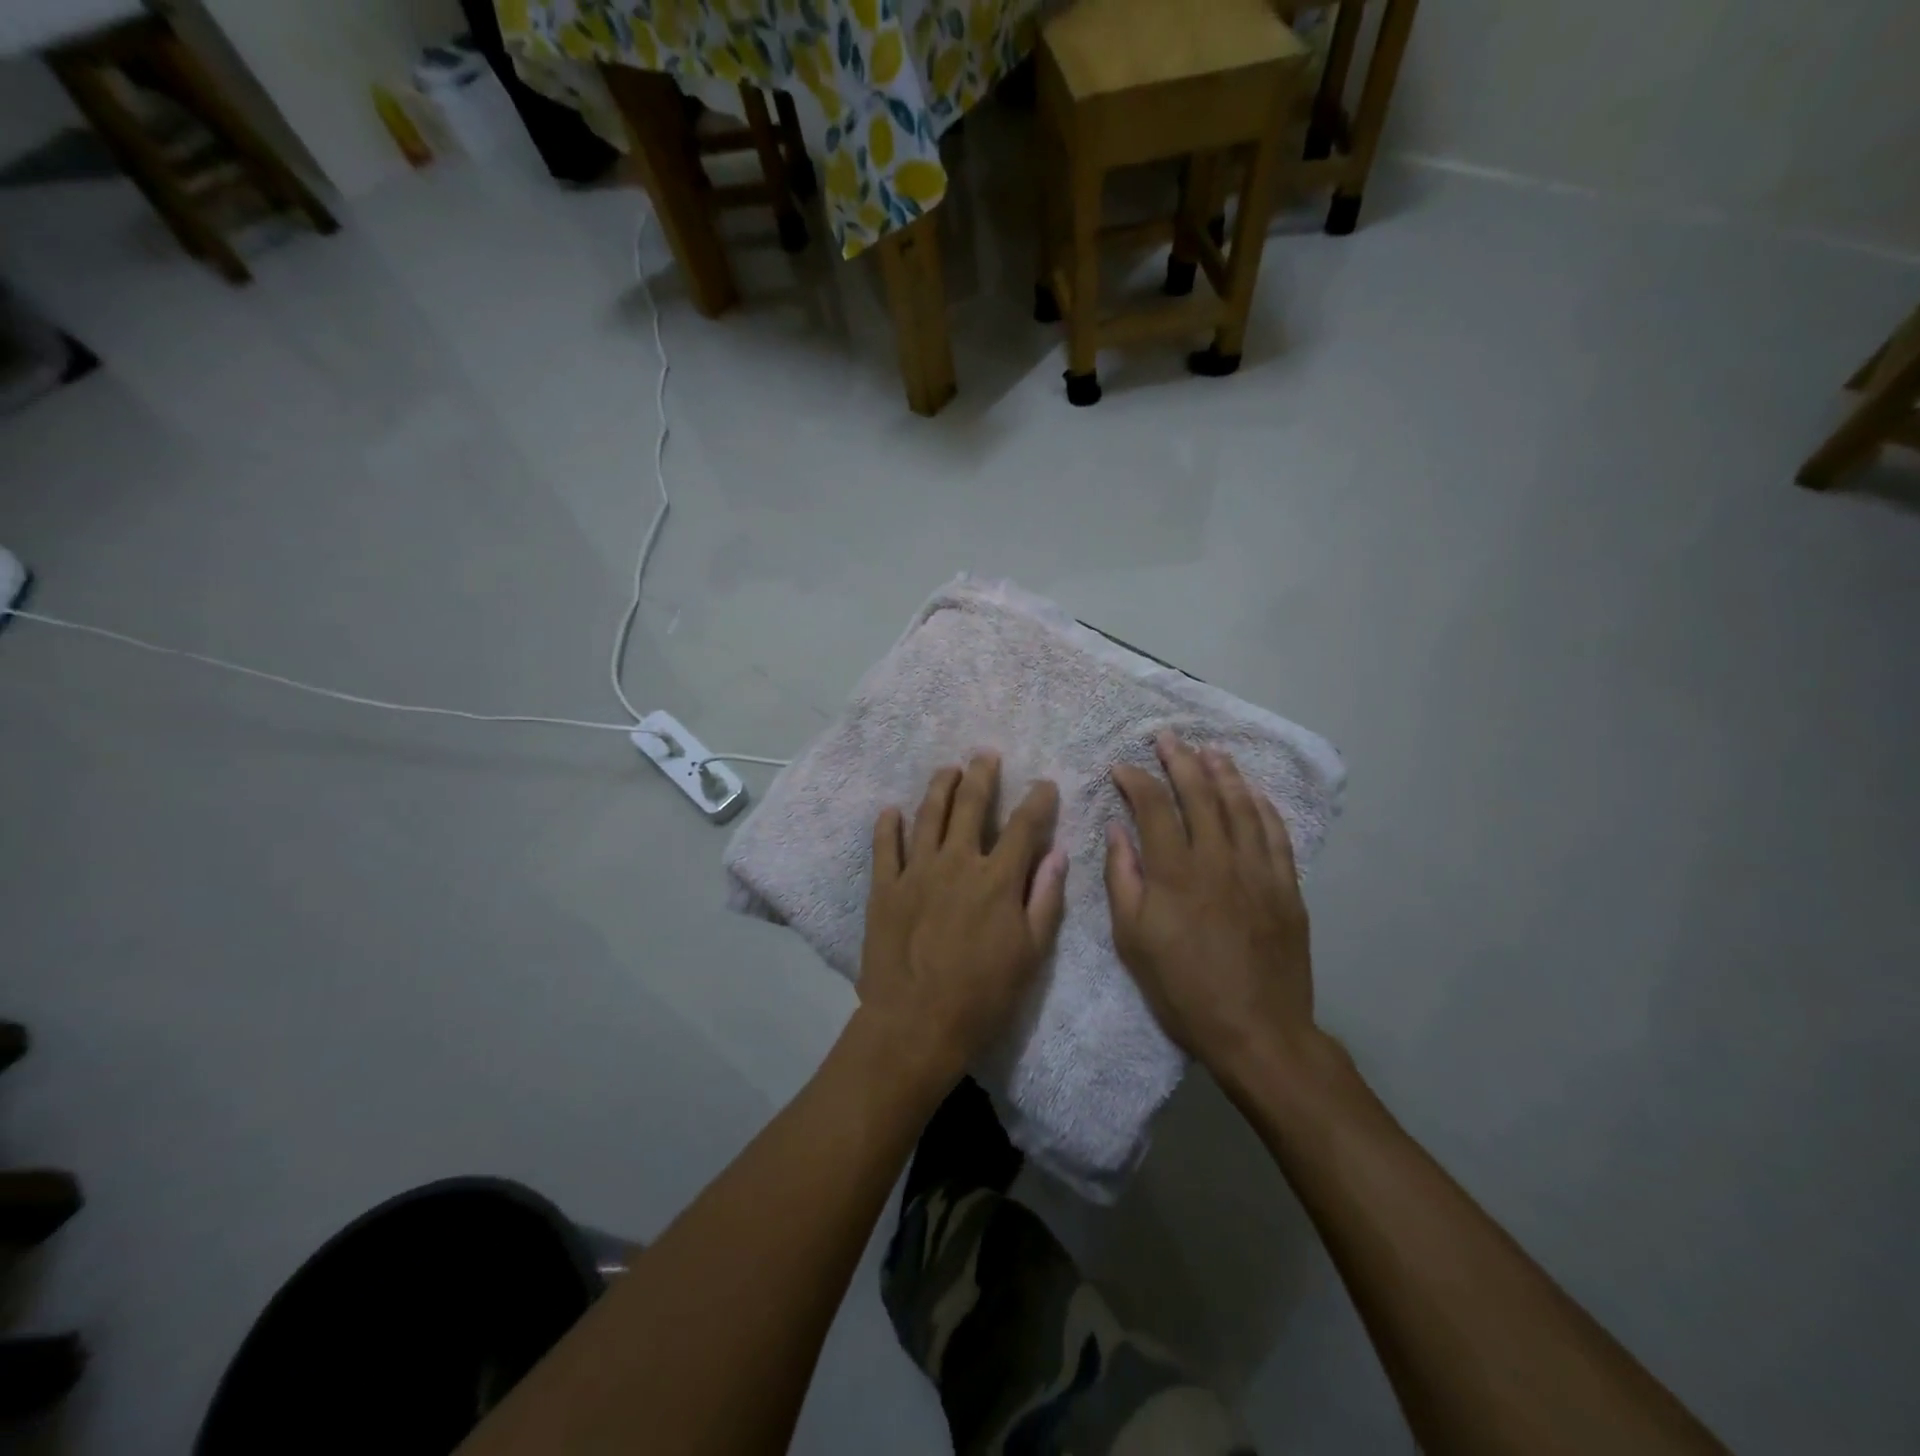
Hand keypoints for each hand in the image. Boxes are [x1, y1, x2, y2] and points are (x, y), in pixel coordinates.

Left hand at [858, 753, 1068, 1089]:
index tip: (1044, 784)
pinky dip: (888, 825)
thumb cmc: (982, 996)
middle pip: (970, 806)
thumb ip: (1045, 898)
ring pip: (928, 815)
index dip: (1037, 800)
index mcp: (997, 879)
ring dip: (939, 787)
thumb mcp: (1030, 954)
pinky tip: (891, 810)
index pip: (1023, 826)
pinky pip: (885, 847)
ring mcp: (916, 872)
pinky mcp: (885, 887)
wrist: (915, 1024)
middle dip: (981, 776)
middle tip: (985, 754)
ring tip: (947, 768)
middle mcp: (957, 862)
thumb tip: (1058, 853)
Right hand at [1105, 733, 1316, 1074]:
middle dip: (1180, 760)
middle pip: (1200, 794)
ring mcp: (1258, 870)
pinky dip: (1262, 806)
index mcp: (1175, 872)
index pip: (1154, 806)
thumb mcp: (1132, 940)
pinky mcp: (1286, 887)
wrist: (1257, 1032)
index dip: (1136, 779)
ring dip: (1223, 773)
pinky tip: (1253, 792)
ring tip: (1210, 750)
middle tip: (1167, 737)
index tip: (1121, 767)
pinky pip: (1275, 834)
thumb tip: (1117, 830)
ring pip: (1241, 805)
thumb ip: (1122, 878)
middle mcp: (1218, 859)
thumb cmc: (1182, 989)